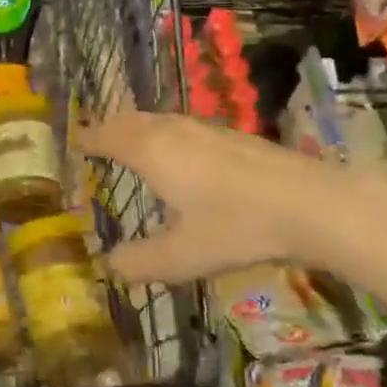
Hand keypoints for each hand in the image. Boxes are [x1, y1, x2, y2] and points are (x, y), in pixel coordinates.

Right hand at [79, 111, 386, 283]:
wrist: (313, 204)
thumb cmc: (238, 227)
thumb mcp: (183, 256)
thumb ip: (141, 262)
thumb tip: (109, 266)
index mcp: (151, 151)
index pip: (107, 135)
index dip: (88, 138)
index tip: (73, 141)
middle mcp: (173, 131)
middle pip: (130, 120)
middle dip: (109, 127)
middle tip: (95, 139)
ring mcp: (205, 129)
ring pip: (159, 120)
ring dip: (138, 128)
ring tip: (131, 144)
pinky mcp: (232, 137)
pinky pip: (182, 127)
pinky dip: (165, 135)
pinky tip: (181, 156)